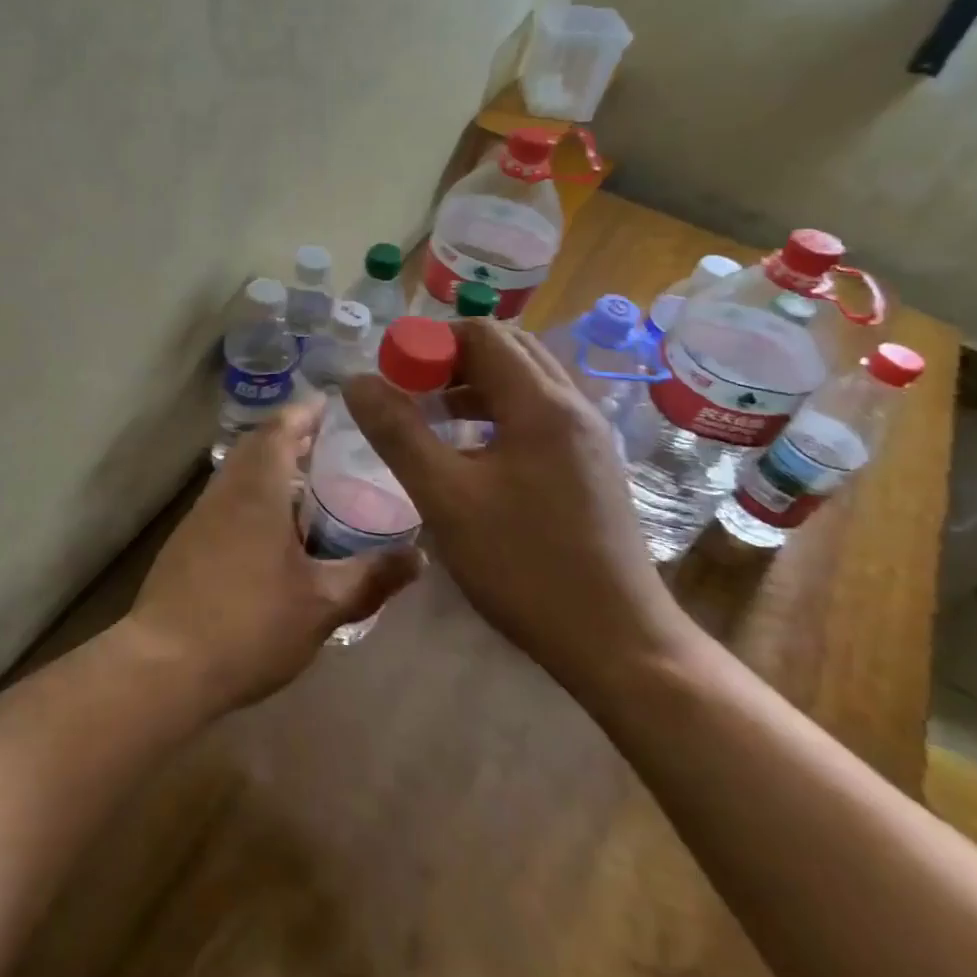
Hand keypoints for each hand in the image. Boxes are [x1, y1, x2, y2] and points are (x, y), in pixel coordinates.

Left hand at [125, 404, 421, 713]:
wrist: (165, 664)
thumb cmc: (250, 624)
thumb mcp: (323, 605)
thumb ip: (372, 577)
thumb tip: (419, 556)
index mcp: (257, 489)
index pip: (281, 428)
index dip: (307, 412)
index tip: (335, 406)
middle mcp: (225, 490)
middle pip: (258, 446)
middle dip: (294, 438)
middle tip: (335, 446)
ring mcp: (201, 516)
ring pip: (241, 474)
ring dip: (273, 469)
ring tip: (315, 486)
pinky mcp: (188, 542)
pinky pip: (228, 500)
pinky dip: (256, 497)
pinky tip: (277, 531)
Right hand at [342, 321, 690, 695]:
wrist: (619, 643)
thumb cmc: (525, 564)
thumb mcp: (444, 497)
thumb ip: (397, 433)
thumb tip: (357, 381)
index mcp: (540, 403)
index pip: (481, 333)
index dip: (429, 343)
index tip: (393, 376)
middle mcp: (572, 406)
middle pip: (507, 349)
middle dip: (451, 360)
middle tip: (409, 392)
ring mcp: (588, 436)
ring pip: (525, 382)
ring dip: (474, 385)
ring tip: (431, 418)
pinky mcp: (591, 465)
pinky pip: (538, 413)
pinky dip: (498, 413)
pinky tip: (471, 452)